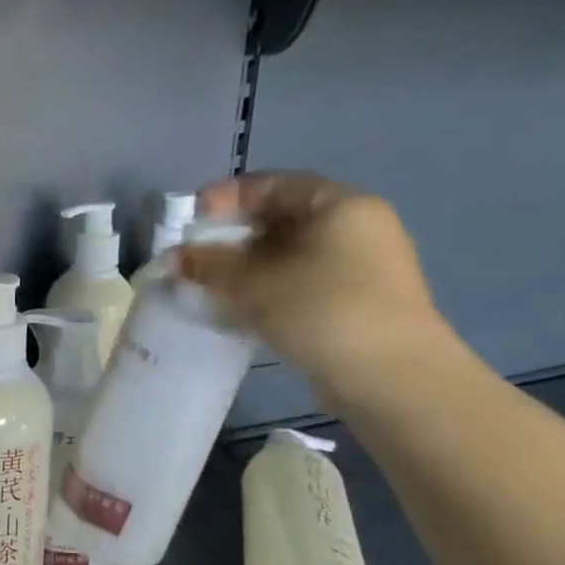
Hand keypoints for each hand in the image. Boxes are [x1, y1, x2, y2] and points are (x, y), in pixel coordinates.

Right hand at [177, 171, 458, 405]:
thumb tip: (172, 257)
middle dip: (231, 237)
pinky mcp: (355, 303)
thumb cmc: (323, 311)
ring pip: (288, 255)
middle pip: (280, 219)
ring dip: (244, 267)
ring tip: (207, 286)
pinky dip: (265, 289)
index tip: (190, 219)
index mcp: (340, 205)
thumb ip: (209, 265)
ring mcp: (360, 267)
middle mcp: (356, 228)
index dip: (225, 198)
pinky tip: (237, 310)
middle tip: (193, 256)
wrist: (392, 379)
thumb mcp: (255, 284)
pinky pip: (300, 282)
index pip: (273, 185)